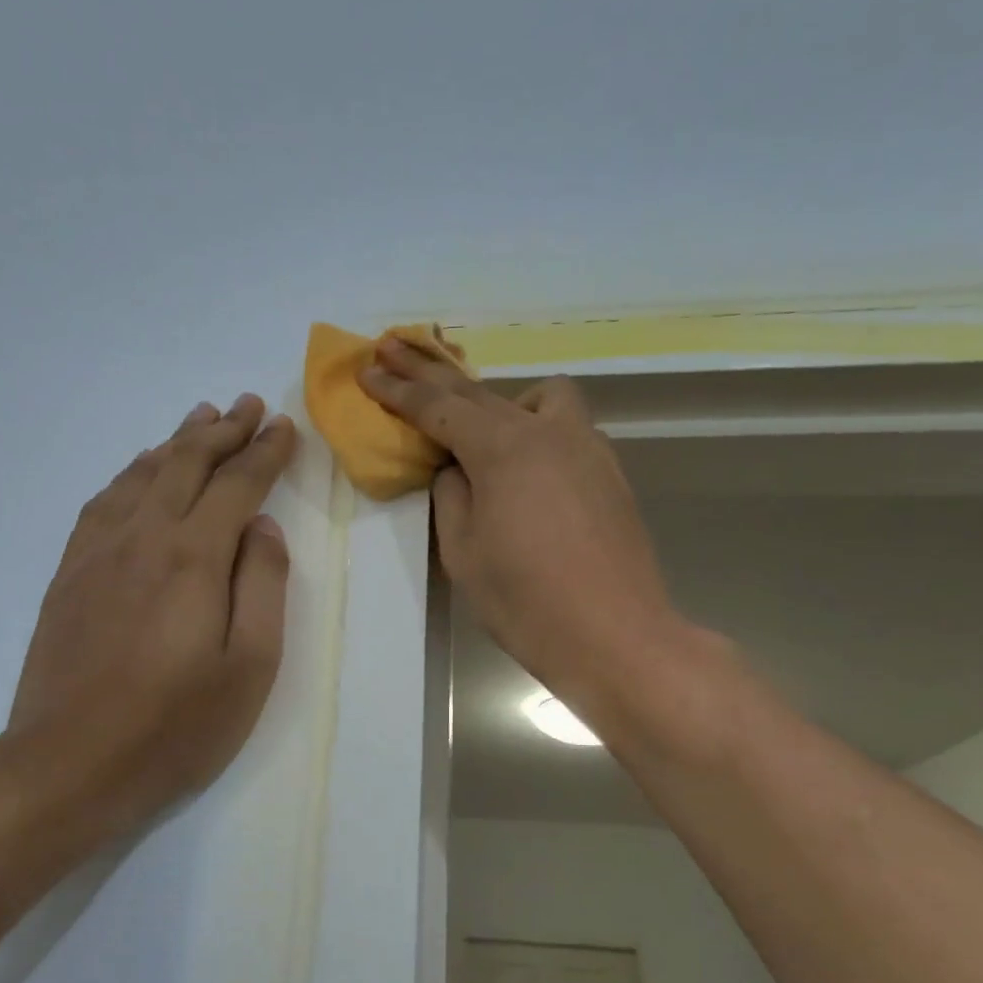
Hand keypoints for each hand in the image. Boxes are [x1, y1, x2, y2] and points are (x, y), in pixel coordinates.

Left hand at [0, 394, 297, 853]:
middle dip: (224, 430)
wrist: (67, 766)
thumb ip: (262, 585)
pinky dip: (132, 474)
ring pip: (142, 475)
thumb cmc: (175, 726)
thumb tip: (261, 527)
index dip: (264, 452)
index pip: (237, 484)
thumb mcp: (250, 666)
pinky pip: (104, 502)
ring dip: (177, 443)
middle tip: (250, 406)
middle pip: (187, 465)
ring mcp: (98, 552)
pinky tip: (141, 471)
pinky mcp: (70, 574)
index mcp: (193, 556)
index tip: (284, 426)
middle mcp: (143, 537)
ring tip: (201, 418)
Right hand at [360, 340, 681, 718]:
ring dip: (499, 401)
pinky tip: (526, 469)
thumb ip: (452, 497)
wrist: (616, 636)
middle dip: (431, 370)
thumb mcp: (463, 552)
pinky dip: (534, 430)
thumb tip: (458, 470)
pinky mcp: (609, 472)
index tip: (367, 369)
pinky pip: (564, 429)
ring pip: (539, 398)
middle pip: (479, 390)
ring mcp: (587, 448)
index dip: (398, 389)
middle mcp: (547, 431)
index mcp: (503, 448)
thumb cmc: (526, 601)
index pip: (438, 407)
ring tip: (478, 432)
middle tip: (394, 347)